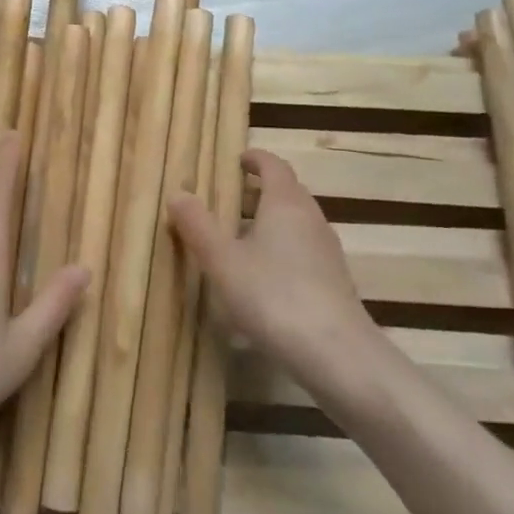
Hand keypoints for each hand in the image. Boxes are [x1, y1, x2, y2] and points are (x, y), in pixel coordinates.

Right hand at [170, 148, 372, 373]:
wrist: (336, 354)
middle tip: (231, 199)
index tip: (237, 160)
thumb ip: (198, 226)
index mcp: (285, 202)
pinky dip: (283, 250)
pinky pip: (305, 250)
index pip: (273, 165)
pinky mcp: (335, 281)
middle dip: (261, 191)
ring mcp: (327, 251)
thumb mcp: (223, 261)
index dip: (255, 159)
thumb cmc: (273, 295)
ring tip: (242, 239)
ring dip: (272, 222)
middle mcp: (311, 218)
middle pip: (288, 192)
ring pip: (297, 223)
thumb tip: (177, 193)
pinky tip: (265, 278)